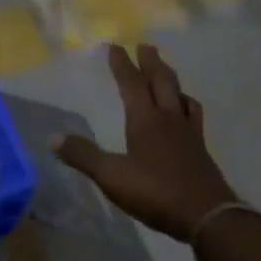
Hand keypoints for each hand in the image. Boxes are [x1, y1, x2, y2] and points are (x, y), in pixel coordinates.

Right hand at [52, 43, 237, 240]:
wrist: (206, 214)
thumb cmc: (155, 192)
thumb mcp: (112, 176)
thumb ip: (84, 156)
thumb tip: (54, 138)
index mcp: (146, 120)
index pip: (132, 84)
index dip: (122, 65)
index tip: (115, 46)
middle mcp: (169, 119)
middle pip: (162, 82)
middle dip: (152, 62)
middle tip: (146, 46)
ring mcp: (189, 134)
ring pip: (181, 97)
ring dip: (172, 81)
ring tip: (167, 76)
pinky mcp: (200, 150)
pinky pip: (193, 117)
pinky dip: (186, 106)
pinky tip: (186, 115)